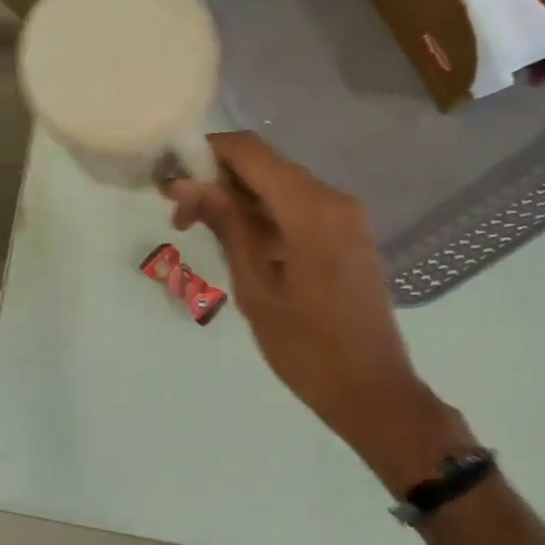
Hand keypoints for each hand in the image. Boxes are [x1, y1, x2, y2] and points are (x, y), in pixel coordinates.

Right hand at [166, 133, 474, 489]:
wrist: (373, 393)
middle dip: (218, 180)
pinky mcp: (349, 235)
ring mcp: (347, 216)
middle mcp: (334, 199)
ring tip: (201, 231)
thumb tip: (184, 183)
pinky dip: (265, 215)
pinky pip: (300, 208)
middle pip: (266, 165)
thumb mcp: (255, 286)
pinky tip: (240, 243)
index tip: (170, 180)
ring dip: (240, 199)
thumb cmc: (308, 349)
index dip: (205, 154)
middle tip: (179, 215)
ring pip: (281, 186)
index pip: (249, 151)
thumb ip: (225, 225)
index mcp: (312, 209)